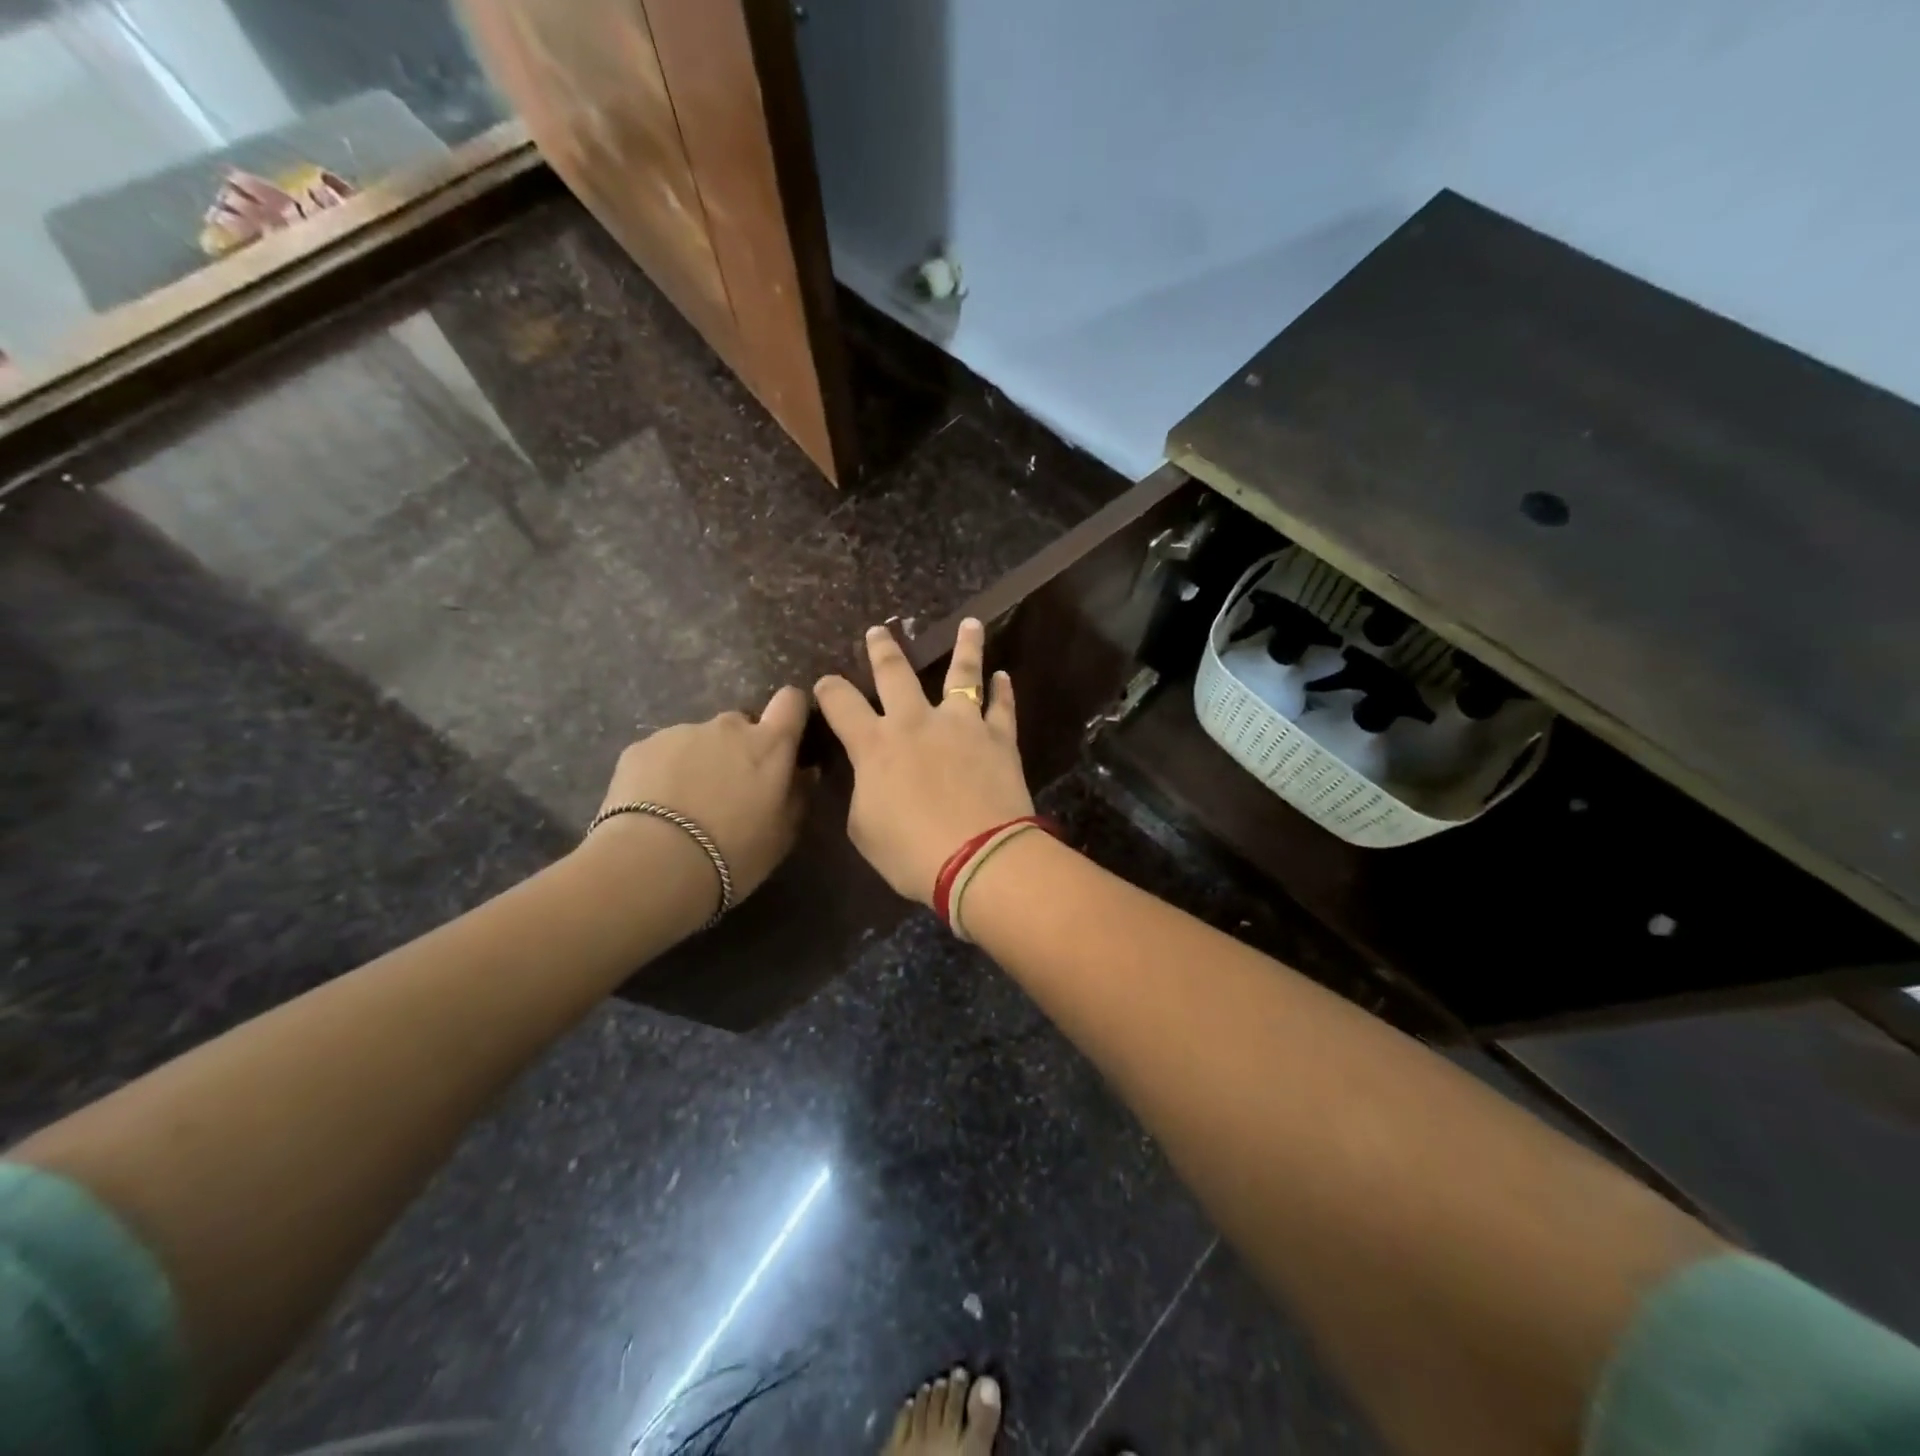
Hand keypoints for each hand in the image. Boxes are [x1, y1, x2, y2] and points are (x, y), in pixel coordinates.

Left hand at [588, 686, 810, 912]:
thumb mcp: (782, 835)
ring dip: (700, 761)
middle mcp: (728, 727)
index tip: (786, 737)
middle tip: (729, 789)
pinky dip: (664, 772)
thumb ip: (797, 796)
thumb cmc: (734, 852)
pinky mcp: (641, 747)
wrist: (655, 864)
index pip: (790, 702)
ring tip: (686, 805)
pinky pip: (662, 753)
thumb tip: (803, 773)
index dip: (790, 713)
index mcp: (769, 745)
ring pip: (699, 739)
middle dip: (739, 748)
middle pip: (741, 724)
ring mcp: (681, 733)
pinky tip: (656, 807)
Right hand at [814, 619, 1033, 904]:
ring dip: (965, 646)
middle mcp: (915, 722)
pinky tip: (1004, 676)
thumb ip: (864, 791)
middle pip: (895, 673)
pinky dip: (1002, 691)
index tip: (825, 682)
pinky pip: (1001, 707)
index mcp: (875, 744)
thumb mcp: (865, 828)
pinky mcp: (998, 738)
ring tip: (970, 623)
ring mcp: (961, 725)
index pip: (841, 705)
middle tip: (878, 631)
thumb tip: (870, 776)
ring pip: (962, 674)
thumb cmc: (912, 851)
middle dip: (883, 650)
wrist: (979, 857)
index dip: (829, 690)